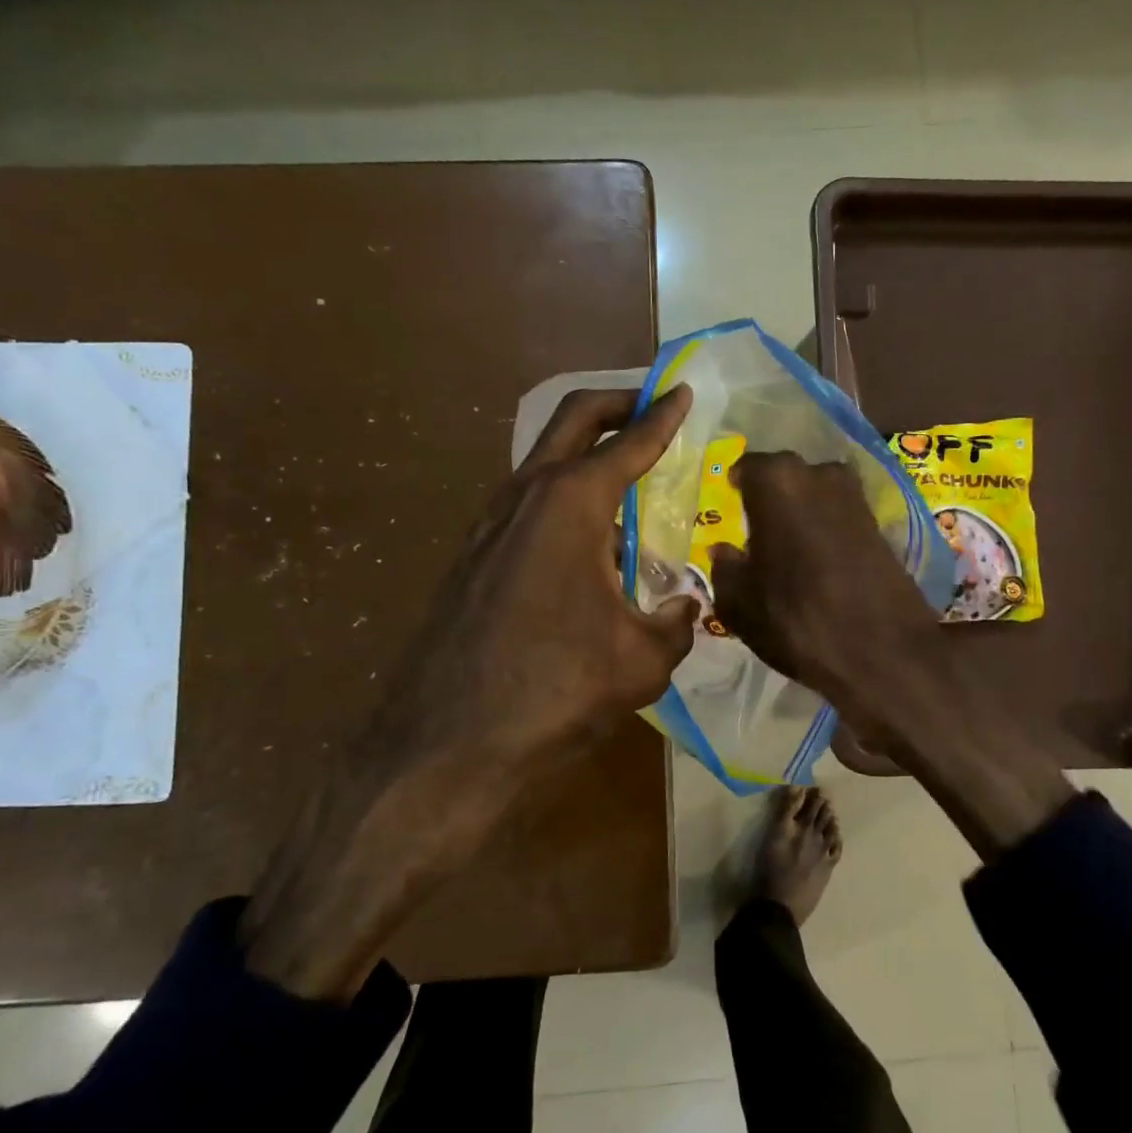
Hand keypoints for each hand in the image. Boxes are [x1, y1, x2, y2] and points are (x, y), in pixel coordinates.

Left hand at [392, 384, 699, 782]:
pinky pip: (529, 506)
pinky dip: (564, 502)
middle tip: (650, 407)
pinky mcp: (473, 556)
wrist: (448, 740)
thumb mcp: (643, 659)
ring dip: (586, 456)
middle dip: (615, 404)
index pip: (629, 441)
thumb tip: (683, 606)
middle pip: (572, 420)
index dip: (662, 415)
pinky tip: (590, 547)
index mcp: (572, 503)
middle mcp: (526, 495)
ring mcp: (490, 523)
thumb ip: (675, 621)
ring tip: (629, 488)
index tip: (682, 391)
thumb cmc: (557, 687)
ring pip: (545, 463)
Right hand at [707, 450, 943, 746]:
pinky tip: (818, 558)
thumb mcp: (739, 603)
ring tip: (788, 545)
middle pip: (785, 477)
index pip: (748, 467)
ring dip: (802, 512)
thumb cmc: (796, 620)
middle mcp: (819, 474)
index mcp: (777, 481)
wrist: (882, 651)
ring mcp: (856, 496)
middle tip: (757, 526)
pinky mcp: (881, 523)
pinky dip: (826, 528)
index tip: (732, 503)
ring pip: (816, 494)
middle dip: (771, 497)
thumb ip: (725, 568)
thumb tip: (724, 550)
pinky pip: (840, 515)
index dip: (738, 487)